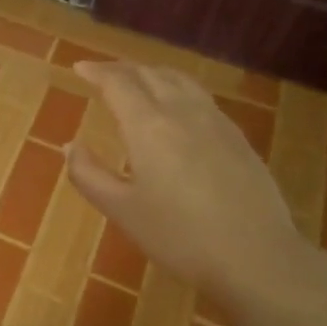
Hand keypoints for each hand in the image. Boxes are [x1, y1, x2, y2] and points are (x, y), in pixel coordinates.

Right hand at [65, 61, 313, 307]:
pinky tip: (178, 107)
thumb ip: (89, 175)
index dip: (96, 72)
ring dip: (152, 73)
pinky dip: (178, 88)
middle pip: (149, 74)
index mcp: (148, 126)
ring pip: (180, 80)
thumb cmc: (179, 236)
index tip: (79, 68)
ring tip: (138, 80)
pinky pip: (201, 96)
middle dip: (122, 69)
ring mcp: (215, 122)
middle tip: (102, 73)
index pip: (118, 83)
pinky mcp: (238, 138)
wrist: (256, 257)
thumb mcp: (122, 210)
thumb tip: (70, 146)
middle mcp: (182, 112)